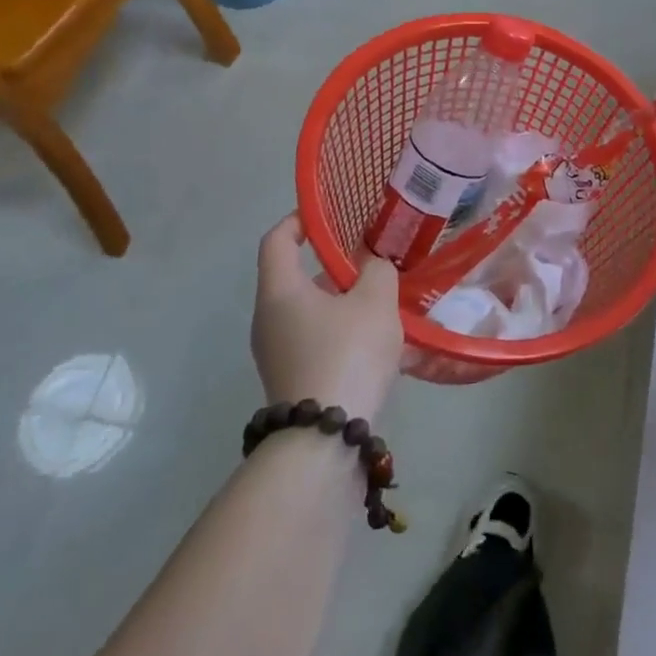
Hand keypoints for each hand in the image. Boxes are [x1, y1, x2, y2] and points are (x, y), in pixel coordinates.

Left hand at [254, 215, 402, 419]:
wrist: (325, 440)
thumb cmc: (347, 353)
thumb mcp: (375, 302)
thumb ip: (378, 271)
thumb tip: (373, 264)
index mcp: (281, 291)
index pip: (276, 240)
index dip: (298, 220)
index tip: (327, 216)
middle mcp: (269, 319)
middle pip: (298, 278)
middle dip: (337, 268)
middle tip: (374, 264)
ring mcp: (277, 353)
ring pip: (312, 313)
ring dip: (345, 304)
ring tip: (386, 307)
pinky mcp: (292, 380)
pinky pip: (318, 342)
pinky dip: (344, 334)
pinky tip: (381, 346)